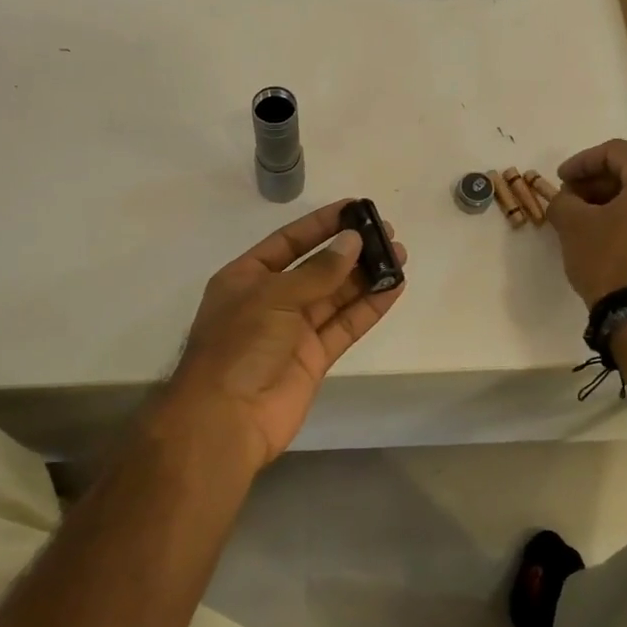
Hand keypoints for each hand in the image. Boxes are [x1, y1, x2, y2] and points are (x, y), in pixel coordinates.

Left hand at [156, 201, 407, 472]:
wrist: (227, 418)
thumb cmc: (239, 345)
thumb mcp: (274, 296)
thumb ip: (317, 271)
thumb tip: (352, 242)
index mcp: (247, 278)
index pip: (289, 241)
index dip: (321, 225)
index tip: (355, 208)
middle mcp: (271, 300)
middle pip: (317, 268)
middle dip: (350, 251)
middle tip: (387, 234)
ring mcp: (293, 331)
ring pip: (336, 297)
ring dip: (366, 277)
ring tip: (399, 256)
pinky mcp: (314, 358)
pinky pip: (345, 326)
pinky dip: (368, 308)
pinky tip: (393, 289)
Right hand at [545, 139, 626, 307]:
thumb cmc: (610, 259)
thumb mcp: (573, 225)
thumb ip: (563, 201)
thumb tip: (564, 198)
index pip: (614, 152)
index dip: (580, 163)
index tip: (559, 180)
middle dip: (599, 183)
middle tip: (571, 198)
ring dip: (618, 201)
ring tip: (589, 218)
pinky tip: (613, 234)